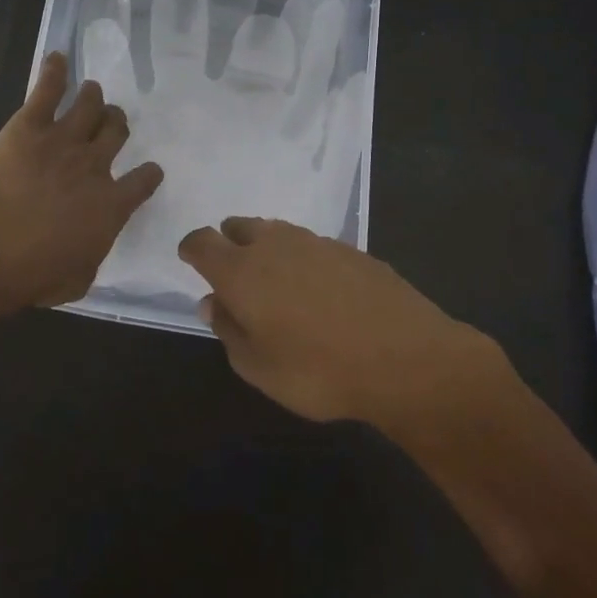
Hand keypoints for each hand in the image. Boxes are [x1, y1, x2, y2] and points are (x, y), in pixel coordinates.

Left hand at [0, 52, 163, 307]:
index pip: (144, 180)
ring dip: (93, 96)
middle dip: (116, 124)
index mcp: (112, 204)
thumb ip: (92, 256)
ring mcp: (64, 139)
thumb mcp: (78, 279)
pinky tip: (57, 58)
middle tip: (111, 121)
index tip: (149, 171)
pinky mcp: (30, 124)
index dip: (148, 174)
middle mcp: (95, 165)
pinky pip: (48, 89)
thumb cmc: (35, 274)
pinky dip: (54, 71)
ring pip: (89, 105)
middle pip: (116, 131)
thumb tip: (90, 247)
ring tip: (91, 91)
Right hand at [178, 217, 515, 435]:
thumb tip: (212, 301)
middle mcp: (273, 244)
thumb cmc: (318, 370)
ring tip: (277, 282)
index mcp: (240, 270)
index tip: (191, 261)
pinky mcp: (349, 249)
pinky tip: (320, 291)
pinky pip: (311, 245)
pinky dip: (303, 259)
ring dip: (267, 248)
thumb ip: (228, 329)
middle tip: (236, 274)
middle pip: (238, 227)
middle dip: (229, 243)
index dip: (192, 249)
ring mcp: (314, 241)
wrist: (405, 358)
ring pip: (276, 231)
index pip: (202, 242)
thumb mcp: (258, 368)